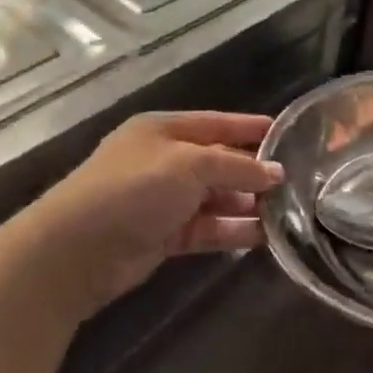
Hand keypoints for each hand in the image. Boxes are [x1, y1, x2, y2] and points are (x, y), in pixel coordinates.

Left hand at [22, 112, 282, 314]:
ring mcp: (164, 200)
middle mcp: (165, 161)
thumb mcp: (190, 165)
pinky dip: (232, 231)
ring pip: (216, 198)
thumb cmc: (134, 188)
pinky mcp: (164, 235)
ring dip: (247, 205)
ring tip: (287, 212)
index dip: (250, 127)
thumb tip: (276, 173)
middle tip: (296, 182)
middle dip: (253, 172)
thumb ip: (236, 166)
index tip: (286, 133)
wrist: (77, 249)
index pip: (217, 123)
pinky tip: (264, 236)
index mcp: (164, 130)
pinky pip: (208, 228)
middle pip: (218, 162)